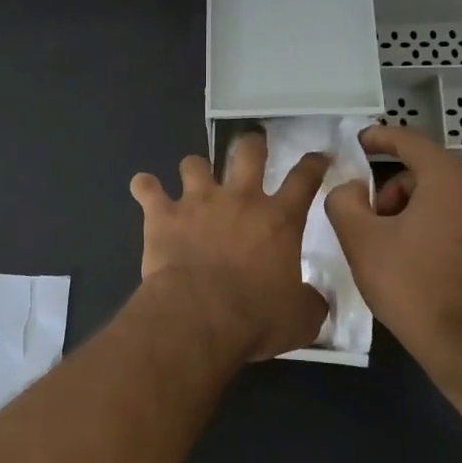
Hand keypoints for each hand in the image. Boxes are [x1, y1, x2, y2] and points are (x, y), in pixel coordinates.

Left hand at [130, 134, 331, 362]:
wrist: (199, 316)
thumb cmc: (256, 318)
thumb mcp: (300, 318)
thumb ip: (310, 301)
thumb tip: (313, 298)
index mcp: (279, 220)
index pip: (304, 180)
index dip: (313, 165)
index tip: (317, 157)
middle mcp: (239, 199)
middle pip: (248, 152)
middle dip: (251, 144)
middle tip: (251, 145)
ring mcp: (198, 202)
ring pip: (194, 164)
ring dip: (195, 168)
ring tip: (194, 177)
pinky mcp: (162, 214)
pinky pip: (147, 187)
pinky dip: (145, 186)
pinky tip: (144, 188)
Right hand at [325, 125, 461, 377]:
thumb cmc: (410, 284)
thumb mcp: (359, 239)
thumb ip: (344, 199)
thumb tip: (352, 188)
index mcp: (450, 181)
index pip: (412, 142)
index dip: (381, 137)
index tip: (361, 142)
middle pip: (432, 174)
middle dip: (398, 190)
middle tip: (375, 221)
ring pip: (454, 201)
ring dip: (423, 212)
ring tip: (401, 248)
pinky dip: (448, 234)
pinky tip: (431, 266)